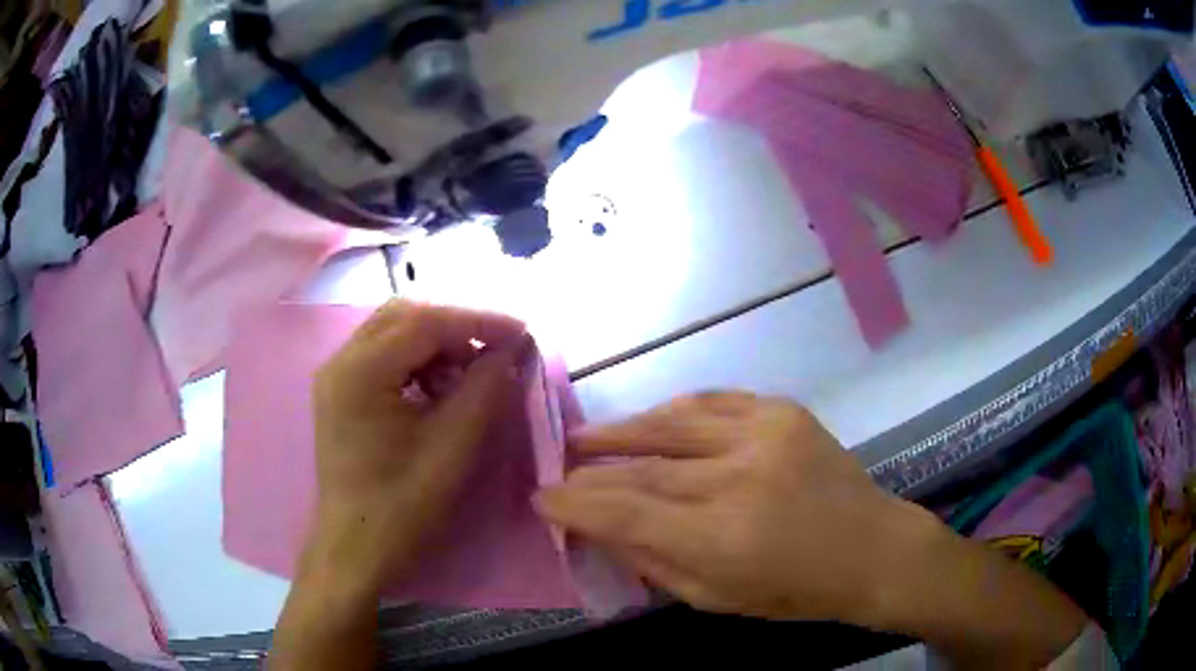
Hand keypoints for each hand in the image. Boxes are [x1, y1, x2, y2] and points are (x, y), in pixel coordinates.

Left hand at [308, 300, 527, 588]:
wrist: (356, 551)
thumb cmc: (403, 507)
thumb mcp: (453, 447)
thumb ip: (485, 388)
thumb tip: (511, 349)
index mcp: (361, 371)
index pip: (425, 322)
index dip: (478, 321)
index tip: (522, 332)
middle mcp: (341, 361)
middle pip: (405, 316)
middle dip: (455, 327)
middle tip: (496, 351)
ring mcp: (336, 377)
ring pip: (393, 332)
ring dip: (436, 342)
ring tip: (470, 373)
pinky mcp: (340, 394)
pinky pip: (383, 356)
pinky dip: (417, 361)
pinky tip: (439, 389)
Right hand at [537, 393, 1087, 667]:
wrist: (872, 548)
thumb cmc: (794, 591)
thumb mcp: (716, 598)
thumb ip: (652, 561)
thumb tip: (600, 528)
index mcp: (722, 537)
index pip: (625, 511)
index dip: (576, 502)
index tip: (543, 496)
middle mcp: (738, 477)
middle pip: (642, 466)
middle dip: (590, 466)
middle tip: (558, 463)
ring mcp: (764, 435)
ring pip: (672, 422)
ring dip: (623, 429)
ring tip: (589, 436)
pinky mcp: (783, 412)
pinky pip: (713, 402)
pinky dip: (674, 411)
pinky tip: (652, 420)